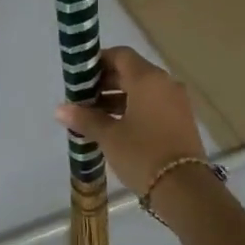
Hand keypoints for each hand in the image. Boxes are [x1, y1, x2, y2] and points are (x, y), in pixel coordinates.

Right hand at [55, 47, 207, 197]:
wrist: (185, 189)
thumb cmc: (142, 154)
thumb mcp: (109, 136)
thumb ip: (85, 119)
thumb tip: (60, 109)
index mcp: (148, 79)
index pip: (121, 55)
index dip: (99, 62)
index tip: (80, 77)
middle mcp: (165, 83)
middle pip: (132, 72)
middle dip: (106, 82)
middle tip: (83, 98)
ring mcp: (176, 102)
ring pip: (143, 90)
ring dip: (118, 97)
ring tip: (94, 116)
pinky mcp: (181, 120)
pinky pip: (154, 104)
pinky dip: (134, 109)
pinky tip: (116, 127)